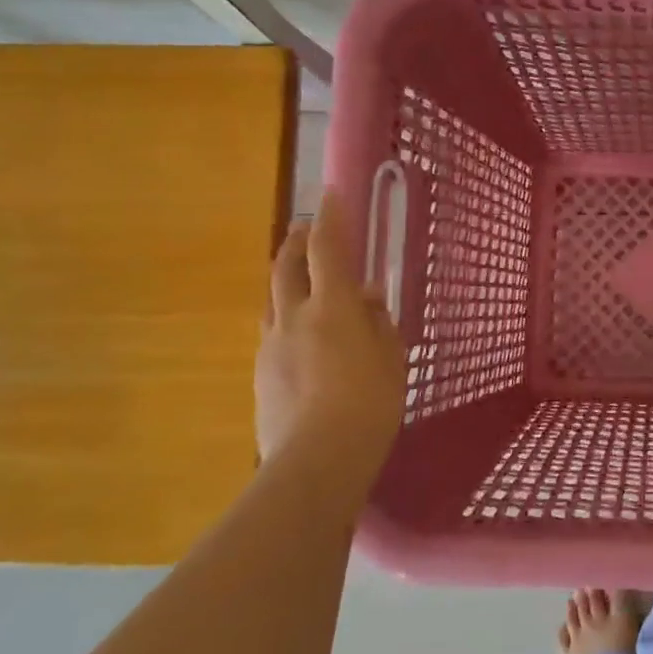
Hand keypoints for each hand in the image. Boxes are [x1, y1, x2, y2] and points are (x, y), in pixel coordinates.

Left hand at [255, 189, 406, 481]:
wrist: (317, 459)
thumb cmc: (370, 404)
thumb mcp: (391, 359)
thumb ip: (378, 322)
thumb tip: (366, 298)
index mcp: (333, 307)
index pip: (327, 249)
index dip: (330, 219)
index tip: (330, 194)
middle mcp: (294, 316)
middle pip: (286, 265)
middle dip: (295, 241)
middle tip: (304, 229)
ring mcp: (271, 344)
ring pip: (273, 298)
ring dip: (286, 279)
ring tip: (302, 280)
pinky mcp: (261, 372)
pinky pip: (273, 331)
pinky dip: (286, 318)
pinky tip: (302, 336)